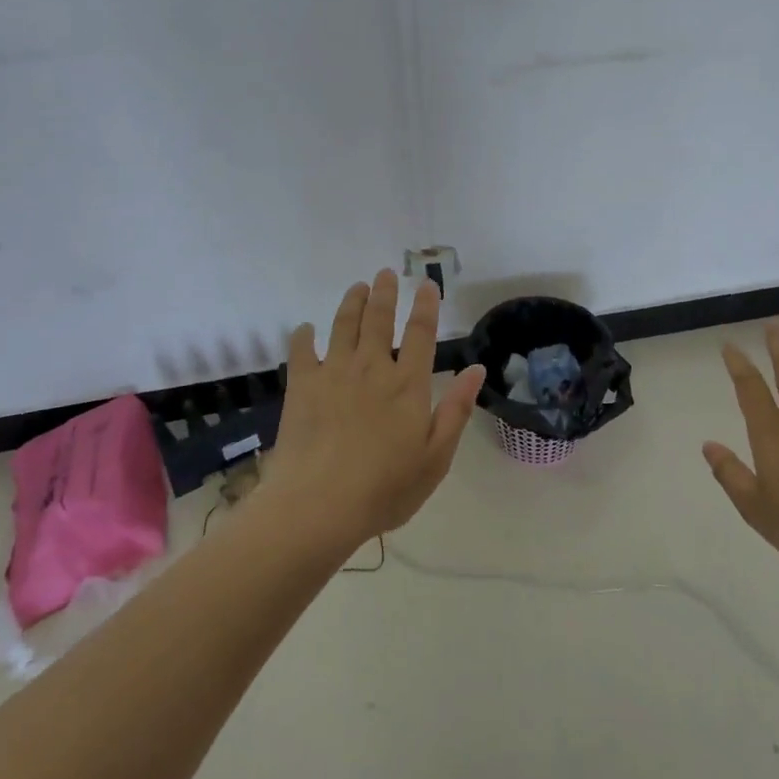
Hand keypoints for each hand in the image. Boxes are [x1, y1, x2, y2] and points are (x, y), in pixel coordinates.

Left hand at [262, 270, 485, 546]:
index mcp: (408, 384)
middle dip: (385, 292)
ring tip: (357, 287)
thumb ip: (456, 409)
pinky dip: (304, 336)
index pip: (421, 333)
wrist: (318, 505)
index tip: (426, 284)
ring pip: (344, 325)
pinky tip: (306, 329)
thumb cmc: (385, 488)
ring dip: (352, 302)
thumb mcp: (436, 457)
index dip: (425, 306)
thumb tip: (476, 369)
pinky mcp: (302, 387)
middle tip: (386, 273)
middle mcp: (372, 368)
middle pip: (379, 319)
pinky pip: (302, 351)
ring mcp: (334, 373)